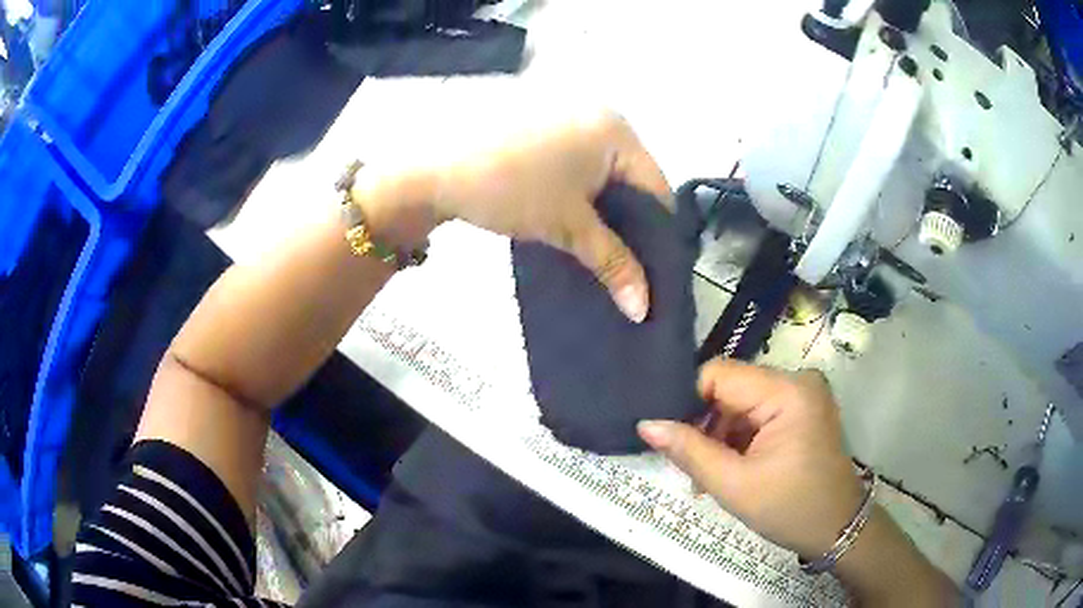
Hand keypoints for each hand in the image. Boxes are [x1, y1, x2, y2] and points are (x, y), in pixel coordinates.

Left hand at [356, 111, 671, 322]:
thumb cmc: (510, 188)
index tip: (650, 271)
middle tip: (624, 263)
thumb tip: (643, 309)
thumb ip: (613, 264)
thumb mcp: (568, 227)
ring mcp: (566, 115)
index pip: (656, 187)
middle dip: (628, 222)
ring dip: (601, 209)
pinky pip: (576, 161)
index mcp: (616, 129)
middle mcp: (597, 113)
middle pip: (631, 178)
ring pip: (602, 171)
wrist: (431, 168)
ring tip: (596, 246)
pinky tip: (570, 217)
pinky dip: (579, 190)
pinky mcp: (539, 124)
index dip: (657, 234)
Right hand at [637, 358, 863, 558]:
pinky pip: (757, 414)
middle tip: (688, 466)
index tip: (669, 436)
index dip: (688, 401)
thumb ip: (689, 451)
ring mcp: (802, 395)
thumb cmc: (790, 509)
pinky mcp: (802, 410)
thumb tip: (646, 424)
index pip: (719, 374)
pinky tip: (729, 468)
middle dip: (705, 426)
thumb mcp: (734, 485)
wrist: (837, 529)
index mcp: (787, 391)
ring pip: (740, 403)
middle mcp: (797, 381)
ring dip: (720, 436)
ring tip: (707, 475)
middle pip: (730, 389)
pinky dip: (738, 439)